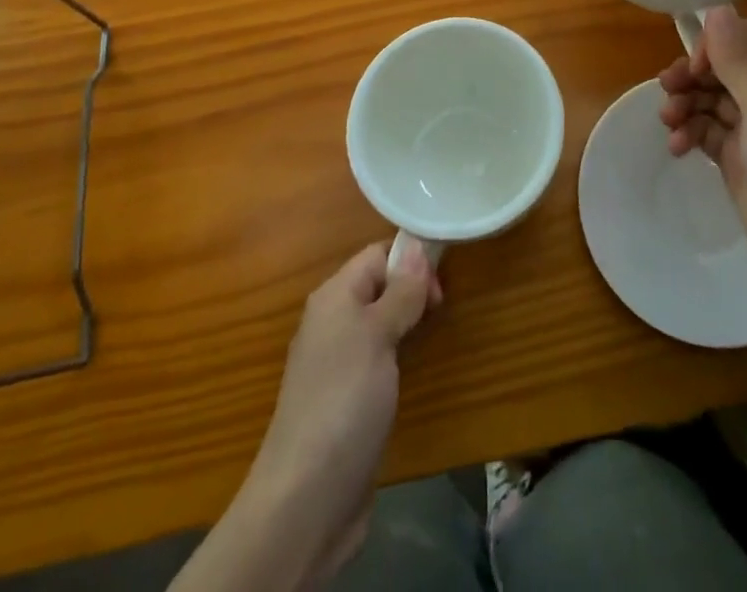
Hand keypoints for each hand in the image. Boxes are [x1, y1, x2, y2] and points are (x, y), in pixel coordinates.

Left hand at [243, 239, 440, 576]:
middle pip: (379, 287)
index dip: (409, 261)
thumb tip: (414, 246)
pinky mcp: (348, 401)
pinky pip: (378, 360)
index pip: (375, 256)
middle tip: (440, 313)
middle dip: (412, 292)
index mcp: (334, 297)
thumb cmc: (343, 401)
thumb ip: (400, 293)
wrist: (306, 499)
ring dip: (407, 325)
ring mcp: (338, 364)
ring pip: (380, 324)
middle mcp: (333, 323)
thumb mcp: (377, 336)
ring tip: (434, 335)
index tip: (440, 286)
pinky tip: (413, 371)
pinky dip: (398, 358)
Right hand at [660, 7, 746, 307]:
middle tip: (667, 90)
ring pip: (710, 100)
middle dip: (691, 75)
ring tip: (669, 124)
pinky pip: (706, 132)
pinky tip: (677, 147)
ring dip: (686, 105)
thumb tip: (717, 5)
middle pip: (722, 67)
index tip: (693, 65)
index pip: (745, 37)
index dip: (714, 43)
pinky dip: (689, 134)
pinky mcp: (739, 160)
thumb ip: (737, 58)